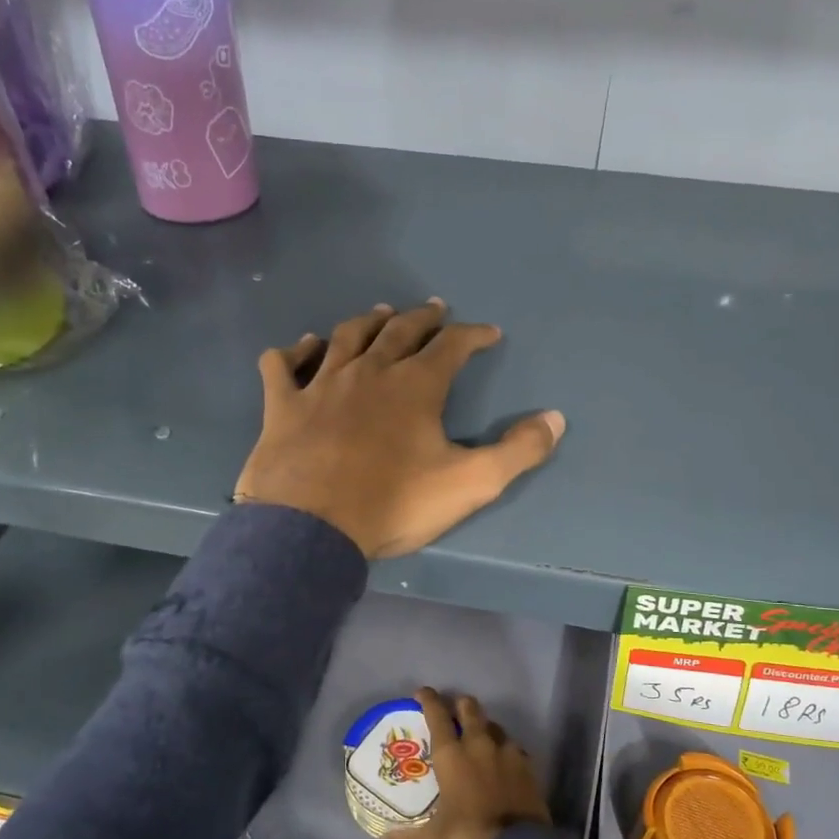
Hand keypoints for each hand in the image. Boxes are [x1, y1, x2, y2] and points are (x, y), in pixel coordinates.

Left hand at [233, 300, 564, 558]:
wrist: (309, 529)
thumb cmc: (392, 504)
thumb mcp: (470, 484)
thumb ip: (517, 451)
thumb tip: (556, 418)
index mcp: (415, 386)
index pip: (452, 346)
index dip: (473, 335)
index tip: (488, 333)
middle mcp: (369, 372)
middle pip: (399, 332)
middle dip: (422, 319)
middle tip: (435, 310)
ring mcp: (320, 385)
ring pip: (346, 338)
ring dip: (367, 322)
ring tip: (381, 313)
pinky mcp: (282, 406)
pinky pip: (283, 365)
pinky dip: (294, 352)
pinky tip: (302, 347)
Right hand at [378, 687, 551, 838]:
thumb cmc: (469, 835)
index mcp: (452, 754)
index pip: (437, 715)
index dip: (429, 699)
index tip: (422, 692)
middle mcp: (479, 744)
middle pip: (469, 708)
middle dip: (459, 704)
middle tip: (453, 711)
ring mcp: (507, 751)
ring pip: (494, 725)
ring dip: (484, 726)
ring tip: (478, 737)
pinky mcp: (527, 764)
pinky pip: (513, 747)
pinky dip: (504, 749)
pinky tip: (502, 761)